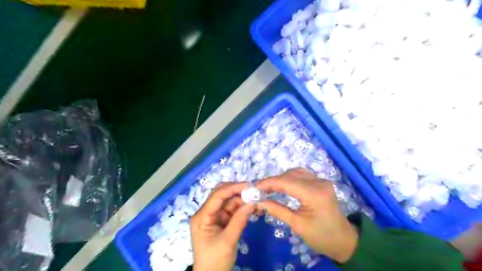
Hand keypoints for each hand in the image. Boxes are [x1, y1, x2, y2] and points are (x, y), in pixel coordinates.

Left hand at [190, 181, 255, 270]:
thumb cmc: (215, 261)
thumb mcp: (228, 241)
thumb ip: (239, 220)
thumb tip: (252, 202)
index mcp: (202, 216)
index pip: (217, 196)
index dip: (232, 188)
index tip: (249, 185)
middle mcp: (207, 212)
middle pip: (222, 195)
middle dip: (237, 191)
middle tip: (254, 190)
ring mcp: (215, 216)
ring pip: (229, 201)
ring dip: (242, 199)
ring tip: (257, 198)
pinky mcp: (222, 221)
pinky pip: (233, 210)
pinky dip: (243, 207)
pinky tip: (253, 206)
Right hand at [256, 169, 356, 263]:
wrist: (344, 240)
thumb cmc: (321, 237)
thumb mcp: (297, 225)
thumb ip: (277, 210)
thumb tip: (259, 201)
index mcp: (314, 194)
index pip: (286, 182)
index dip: (268, 183)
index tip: (254, 187)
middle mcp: (319, 182)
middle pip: (290, 174)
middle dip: (273, 181)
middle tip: (260, 190)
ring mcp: (322, 180)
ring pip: (296, 172)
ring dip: (281, 178)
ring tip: (270, 188)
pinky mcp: (321, 182)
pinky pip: (302, 175)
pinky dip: (290, 178)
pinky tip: (283, 186)